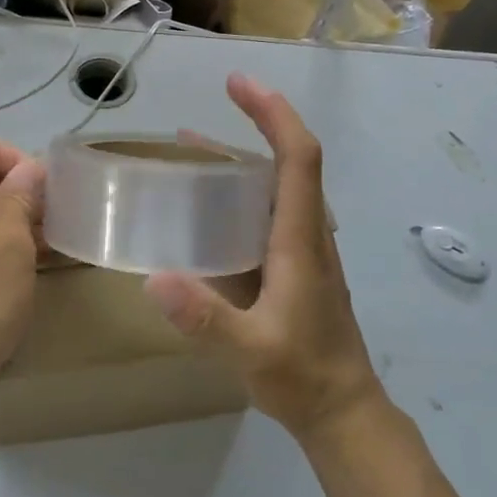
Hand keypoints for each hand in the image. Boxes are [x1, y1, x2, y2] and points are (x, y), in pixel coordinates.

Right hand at [145, 74, 384, 441]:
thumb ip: (206, 319)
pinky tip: (205, 207)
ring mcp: (303, 249)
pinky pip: (268, 209)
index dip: (272, 113)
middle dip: (253, 123)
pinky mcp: (295, 265)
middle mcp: (306, 233)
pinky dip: (239, 189)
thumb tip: (154, 279)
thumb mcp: (251, 351)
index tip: (239, 84)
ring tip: (189, 149)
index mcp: (300, 240)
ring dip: (241, 156)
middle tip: (199, 115)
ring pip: (277, 184)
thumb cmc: (304, 377)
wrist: (343, 412)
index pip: (299, 157)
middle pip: (289, 160)